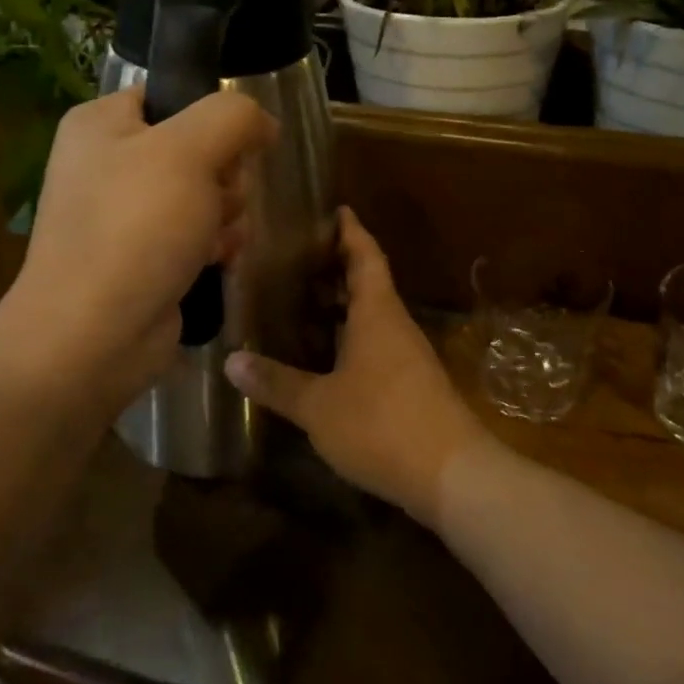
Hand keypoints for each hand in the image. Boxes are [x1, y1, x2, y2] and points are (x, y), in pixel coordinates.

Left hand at [0, 88, 276, 417]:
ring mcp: (126, 215)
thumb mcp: (189, 151)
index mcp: (103, 124)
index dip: (214, 119)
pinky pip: (197, 233)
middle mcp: (109, 163)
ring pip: (206, 194)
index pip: (174, 96)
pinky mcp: (144, 256)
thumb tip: (263, 122)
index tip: (234, 149)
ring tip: (215, 239)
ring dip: (226, 214)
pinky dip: (214, 245)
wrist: (93, 336)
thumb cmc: (135, 230)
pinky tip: (216, 262)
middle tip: (218, 201)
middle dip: (224, 177)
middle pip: (199, 148)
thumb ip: (233, 117)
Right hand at [225, 208, 491, 525]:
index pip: (366, 256)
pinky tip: (327, 356)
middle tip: (299, 258)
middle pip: (370, 283)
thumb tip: (231, 361)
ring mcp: (409, 357)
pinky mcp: (413, 386)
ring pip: (373, 317)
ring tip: (303, 302)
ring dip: (344, 306)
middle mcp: (397, 326)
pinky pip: (378, 346)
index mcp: (378, 313)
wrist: (452, 474)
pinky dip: (351, 339)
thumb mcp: (319, 405)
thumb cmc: (381, 424)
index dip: (352, 231)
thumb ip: (277, 382)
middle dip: (339, 268)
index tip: (338, 210)